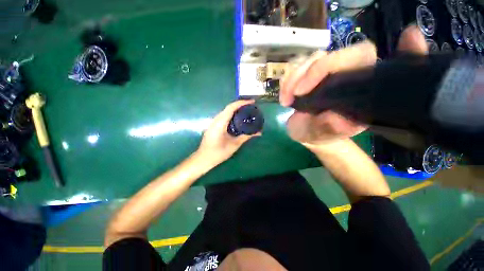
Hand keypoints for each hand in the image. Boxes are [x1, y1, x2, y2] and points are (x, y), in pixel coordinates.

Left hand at [197, 100, 260, 164]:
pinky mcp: (213, 125)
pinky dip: (232, 114)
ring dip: (236, 109)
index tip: (252, 101)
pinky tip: (238, 119)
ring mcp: (213, 122)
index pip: (231, 108)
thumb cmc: (218, 153)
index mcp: (220, 123)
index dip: (241, 103)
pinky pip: (223, 116)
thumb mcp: (234, 145)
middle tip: (251, 107)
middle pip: (228, 108)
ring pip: (225, 111)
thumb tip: (259, 133)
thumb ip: (246, 137)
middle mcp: (216, 120)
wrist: (203, 159)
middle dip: (240, 105)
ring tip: (246, 111)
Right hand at [279, 25, 427, 144]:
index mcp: (359, 88)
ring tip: (285, 100)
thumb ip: (332, 128)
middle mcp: (344, 75)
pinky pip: (294, 69)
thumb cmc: (319, 135)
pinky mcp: (307, 76)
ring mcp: (324, 74)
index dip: (346, 58)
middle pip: (330, 55)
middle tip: (292, 96)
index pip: (361, 57)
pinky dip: (286, 81)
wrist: (307, 133)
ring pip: (309, 60)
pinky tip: (284, 97)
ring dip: (292, 79)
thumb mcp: (323, 135)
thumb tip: (337, 118)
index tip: (330, 73)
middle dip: (307, 73)